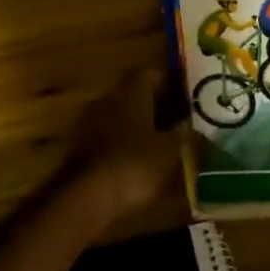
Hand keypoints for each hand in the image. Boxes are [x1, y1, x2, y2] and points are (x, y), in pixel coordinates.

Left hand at [61, 71, 188, 235]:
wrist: (85, 198)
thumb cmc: (134, 165)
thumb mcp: (169, 151)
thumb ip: (182, 133)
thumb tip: (191, 123)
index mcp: (131, 92)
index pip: (152, 72)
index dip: (170, 81)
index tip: (186, 93)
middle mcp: (108, 98)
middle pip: (134, 92)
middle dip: (155, 103)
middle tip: (177, 118)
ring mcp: (89, 120)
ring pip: (120, 113)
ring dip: (137, 123)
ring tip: (159, 140)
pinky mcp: (78, 144)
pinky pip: (106, 134)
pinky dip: (122, 141)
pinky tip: (136, 159)